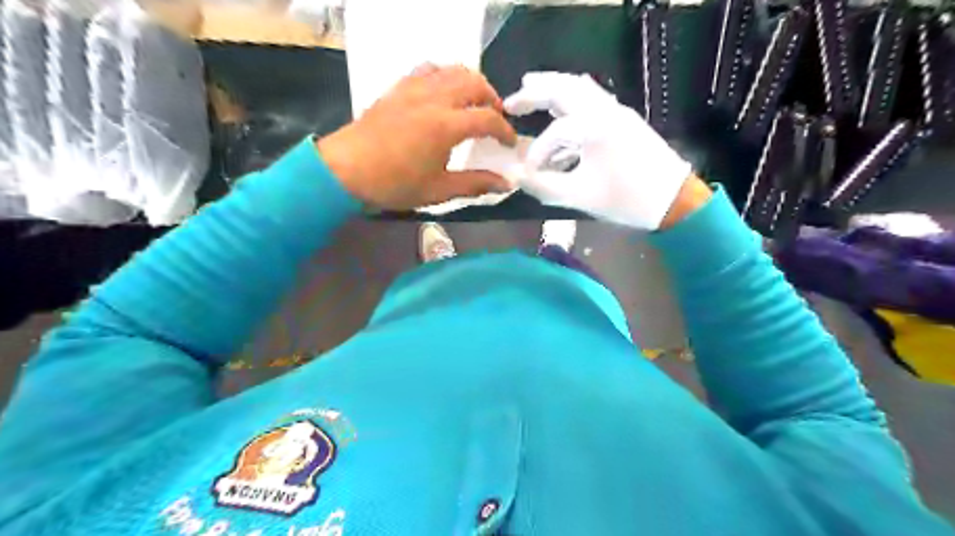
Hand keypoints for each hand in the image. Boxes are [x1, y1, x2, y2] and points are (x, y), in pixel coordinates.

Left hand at [319, 63, 514, 209]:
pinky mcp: (398, 88)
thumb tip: (506, 185)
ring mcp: (414, 88)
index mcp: (446, 125)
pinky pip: (428, 69)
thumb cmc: (394, 184)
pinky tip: (443, 93)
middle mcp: (434, 98)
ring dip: (471, 83)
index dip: (505, 130)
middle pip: (475, 83)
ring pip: (453, 70)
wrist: (346, 170)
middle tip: (496, 118)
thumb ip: (475, 184)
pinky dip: (445, 76)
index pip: (487, 119)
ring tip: (474, 103)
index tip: (510, 143)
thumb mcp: (439, 190)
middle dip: (492, 99)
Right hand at [504, 71, 697, 230]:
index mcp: (594, 127)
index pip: (554, 133)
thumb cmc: (627, 200)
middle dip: (534, 92)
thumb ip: (544, 186)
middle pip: (564, 88)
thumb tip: (517, 177)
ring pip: (579, 89)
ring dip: (553, 89)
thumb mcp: (580, 197)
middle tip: (510, 102)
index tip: (529, 174)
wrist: (674, 201)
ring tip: (530, 91)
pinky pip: (592, 101)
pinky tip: (561, 118)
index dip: (536, 153)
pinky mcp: (625, 120)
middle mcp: (606, 110)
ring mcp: (618, 112)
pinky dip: (571, 103)